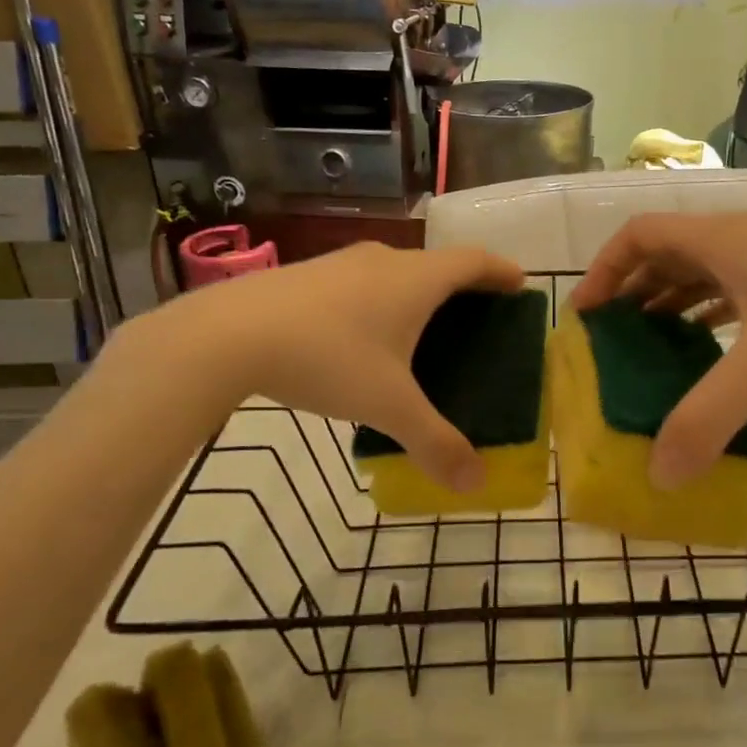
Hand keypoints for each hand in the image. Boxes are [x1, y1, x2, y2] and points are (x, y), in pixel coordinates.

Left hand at [133, 242, 525, 490]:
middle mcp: (384, 260)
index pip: (474, 262)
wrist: (227, 335)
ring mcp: (340, 263)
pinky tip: (360, 339)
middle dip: (462, 287)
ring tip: (420, 331)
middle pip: (437, 265)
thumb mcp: (387, 406)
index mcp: (416, 279)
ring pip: (394, 272)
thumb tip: (475, 485)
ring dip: (416, 293)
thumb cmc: (328, 358)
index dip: (501, 271)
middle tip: (476, 319)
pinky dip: (378, 301)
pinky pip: (360, 283)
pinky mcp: (305, 276)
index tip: (519, 284)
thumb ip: (434, 443)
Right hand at [571, 214, 746, 486]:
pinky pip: (737, 285)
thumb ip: (710, 418)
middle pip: (666, 251)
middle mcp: (741, 238)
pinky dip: (711, 309)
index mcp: (720, 240)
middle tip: (613, 338)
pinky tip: (714, 343)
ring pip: (704, 269)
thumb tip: (659, 474)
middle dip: (632, 290)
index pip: (639, 235)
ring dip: (671, 300)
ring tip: (652, 344)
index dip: (603, 269)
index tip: (587, 315)